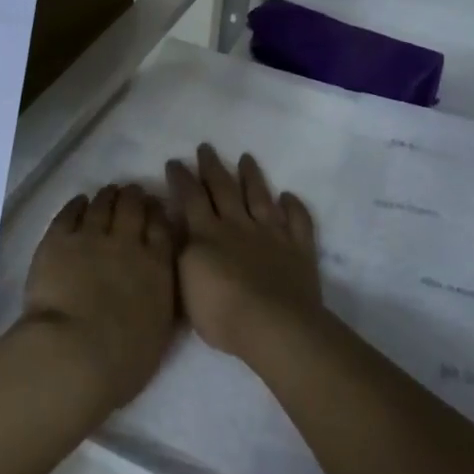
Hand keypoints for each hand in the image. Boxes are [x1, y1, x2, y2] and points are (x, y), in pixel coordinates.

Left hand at [21, 183, 177, 412]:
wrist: (73, 354)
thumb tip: (157, 284)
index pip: (161, 228)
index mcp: (156, 267)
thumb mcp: (159, 332)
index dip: (158, 212)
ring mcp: (90, 237)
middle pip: (132, 207)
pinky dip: (76, 204)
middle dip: (134, 196)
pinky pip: (69, 213)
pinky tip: (79, 202)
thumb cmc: (122, 360)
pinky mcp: (57, 240)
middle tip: (132, 192)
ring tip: (108, 193)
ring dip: (107, 196)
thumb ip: (160, 299)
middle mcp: (126, 243)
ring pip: (102, 205)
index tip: (155, 206)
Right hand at [169, 145, 322, 364]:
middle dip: (212, 167)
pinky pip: (297, 221)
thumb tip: (177, 226)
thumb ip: (180, 251)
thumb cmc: (222, 313)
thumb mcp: (184, 285)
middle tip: (206, 147)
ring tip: (246, 158)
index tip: (175, 161)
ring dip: (252, 176)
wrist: (274, 326)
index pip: (191, 198)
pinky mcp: (298, 249)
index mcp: (207, 234)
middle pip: (224, 188)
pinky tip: (289, 197)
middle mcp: (238, 225)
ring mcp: (271, 235)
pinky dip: (294, 207)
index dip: (181, 178)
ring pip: (260, 197)